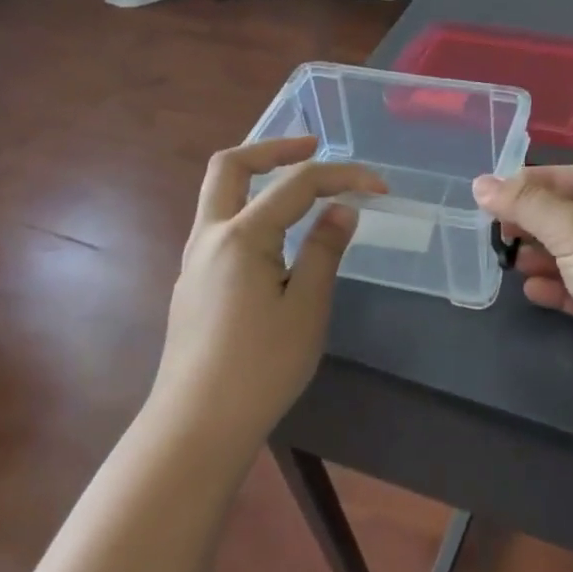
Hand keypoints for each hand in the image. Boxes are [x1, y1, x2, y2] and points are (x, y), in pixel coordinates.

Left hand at [154, 136, 385, 451]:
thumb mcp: (306, 308)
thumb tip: (341, 210)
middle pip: (231, 165)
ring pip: (219, 194)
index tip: (380, 186)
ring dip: (257, 177)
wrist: (197, 425)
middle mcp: (209, 236)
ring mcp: (194, 259)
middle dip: (273, 147)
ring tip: (299, 186)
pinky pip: (220, 224)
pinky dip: (250, 208)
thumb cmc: (260, 368)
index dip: (342, 176)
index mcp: (241, 236)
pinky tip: (277, 238)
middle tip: (313, 146)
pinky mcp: (192, 283)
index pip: (297, 184)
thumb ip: (324, 251)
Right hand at [472, 166, 572, 415]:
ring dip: (540, 255)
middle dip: (536, 221)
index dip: (541, 181)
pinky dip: (552, 288)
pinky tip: (532, 291)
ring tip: (511, 260)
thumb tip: (481, 184)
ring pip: (572, 256)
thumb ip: (527, 206)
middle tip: (498, 229)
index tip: (499, 191)